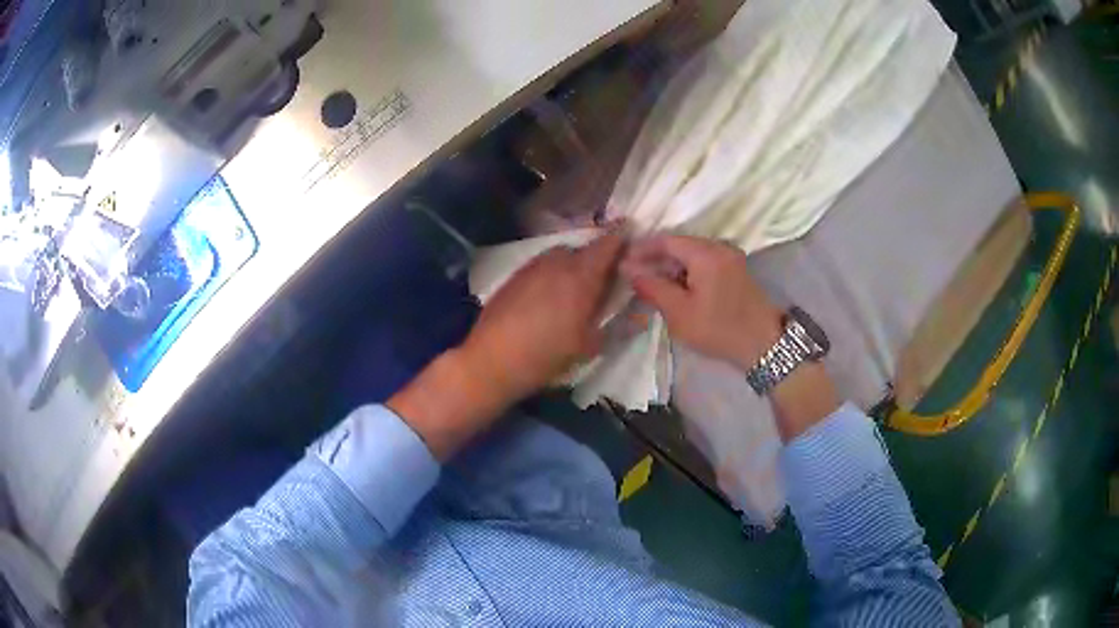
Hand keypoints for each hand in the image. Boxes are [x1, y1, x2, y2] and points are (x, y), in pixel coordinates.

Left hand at [389, 231, 623, 458]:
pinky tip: (551, 295)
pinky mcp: (515, 275)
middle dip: (598, 255)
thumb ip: (618, 326)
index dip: (622, 237)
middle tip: (607, 274)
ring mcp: (533, 266)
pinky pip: (542, 265)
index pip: (608, 243)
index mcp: (582, 275)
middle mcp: (558, 262)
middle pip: (585, 248)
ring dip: (574, 263)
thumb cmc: (546, 356)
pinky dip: (553, 271)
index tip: (632, 234)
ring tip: (578, 286)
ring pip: (561, 255)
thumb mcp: (589, 346)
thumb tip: (640, 314)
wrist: (491, 361)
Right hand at [620, 235, 781, 369]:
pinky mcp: (736, 269)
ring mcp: (730, 257)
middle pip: (680, 244)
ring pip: (692, 254)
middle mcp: (719, 246)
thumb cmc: (719, 329)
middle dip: (656, 258)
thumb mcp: (679, 312)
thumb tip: (628, 268)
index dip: (642, 249)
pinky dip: (687, 271)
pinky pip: (705, 262)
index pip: (666, 240)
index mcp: (705, 253)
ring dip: (672, 266)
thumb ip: (651, 287)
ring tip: (652, 284)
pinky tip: (677, 288)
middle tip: (634, 275)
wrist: (764, 344)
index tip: (622, 262)